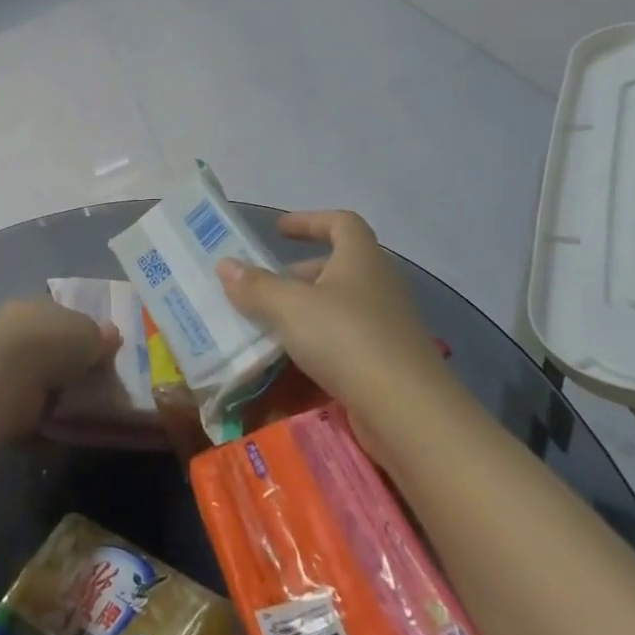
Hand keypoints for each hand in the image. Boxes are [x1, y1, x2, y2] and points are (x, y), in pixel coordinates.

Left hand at [0, 299, 121, 437]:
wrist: (6, 377)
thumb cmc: (51, 342)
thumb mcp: (89, 334)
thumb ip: (101, 336)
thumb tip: (112, 334)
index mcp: (36, 305)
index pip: (59, 314)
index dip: (77, 331)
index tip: (94, 352)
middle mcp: (16, 329)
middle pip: (45, 344)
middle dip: (62, 360)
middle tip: (87, 381)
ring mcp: (3, 362)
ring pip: (33, 374)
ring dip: (50, 388)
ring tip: (75, 406)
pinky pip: (25, 404)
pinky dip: (38, 413)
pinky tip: (57, 424)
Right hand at [217, 210, 448, 414]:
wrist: (409, 412)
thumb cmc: (347, 339)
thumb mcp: (289, 307)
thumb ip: (255, 286)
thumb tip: (225, 264)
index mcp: (361, 259)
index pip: (340, 223)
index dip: (309, 221)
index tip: (278, 232)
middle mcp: (380, 285)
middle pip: (339, 266)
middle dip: (301, 273)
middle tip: (267, 285)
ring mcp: (389, 326)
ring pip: (342, 306)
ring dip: (308, 311)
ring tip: (272, 326)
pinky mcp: (389, 363)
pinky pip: (348, 342)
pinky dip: (321, 345)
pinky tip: (294, 364)